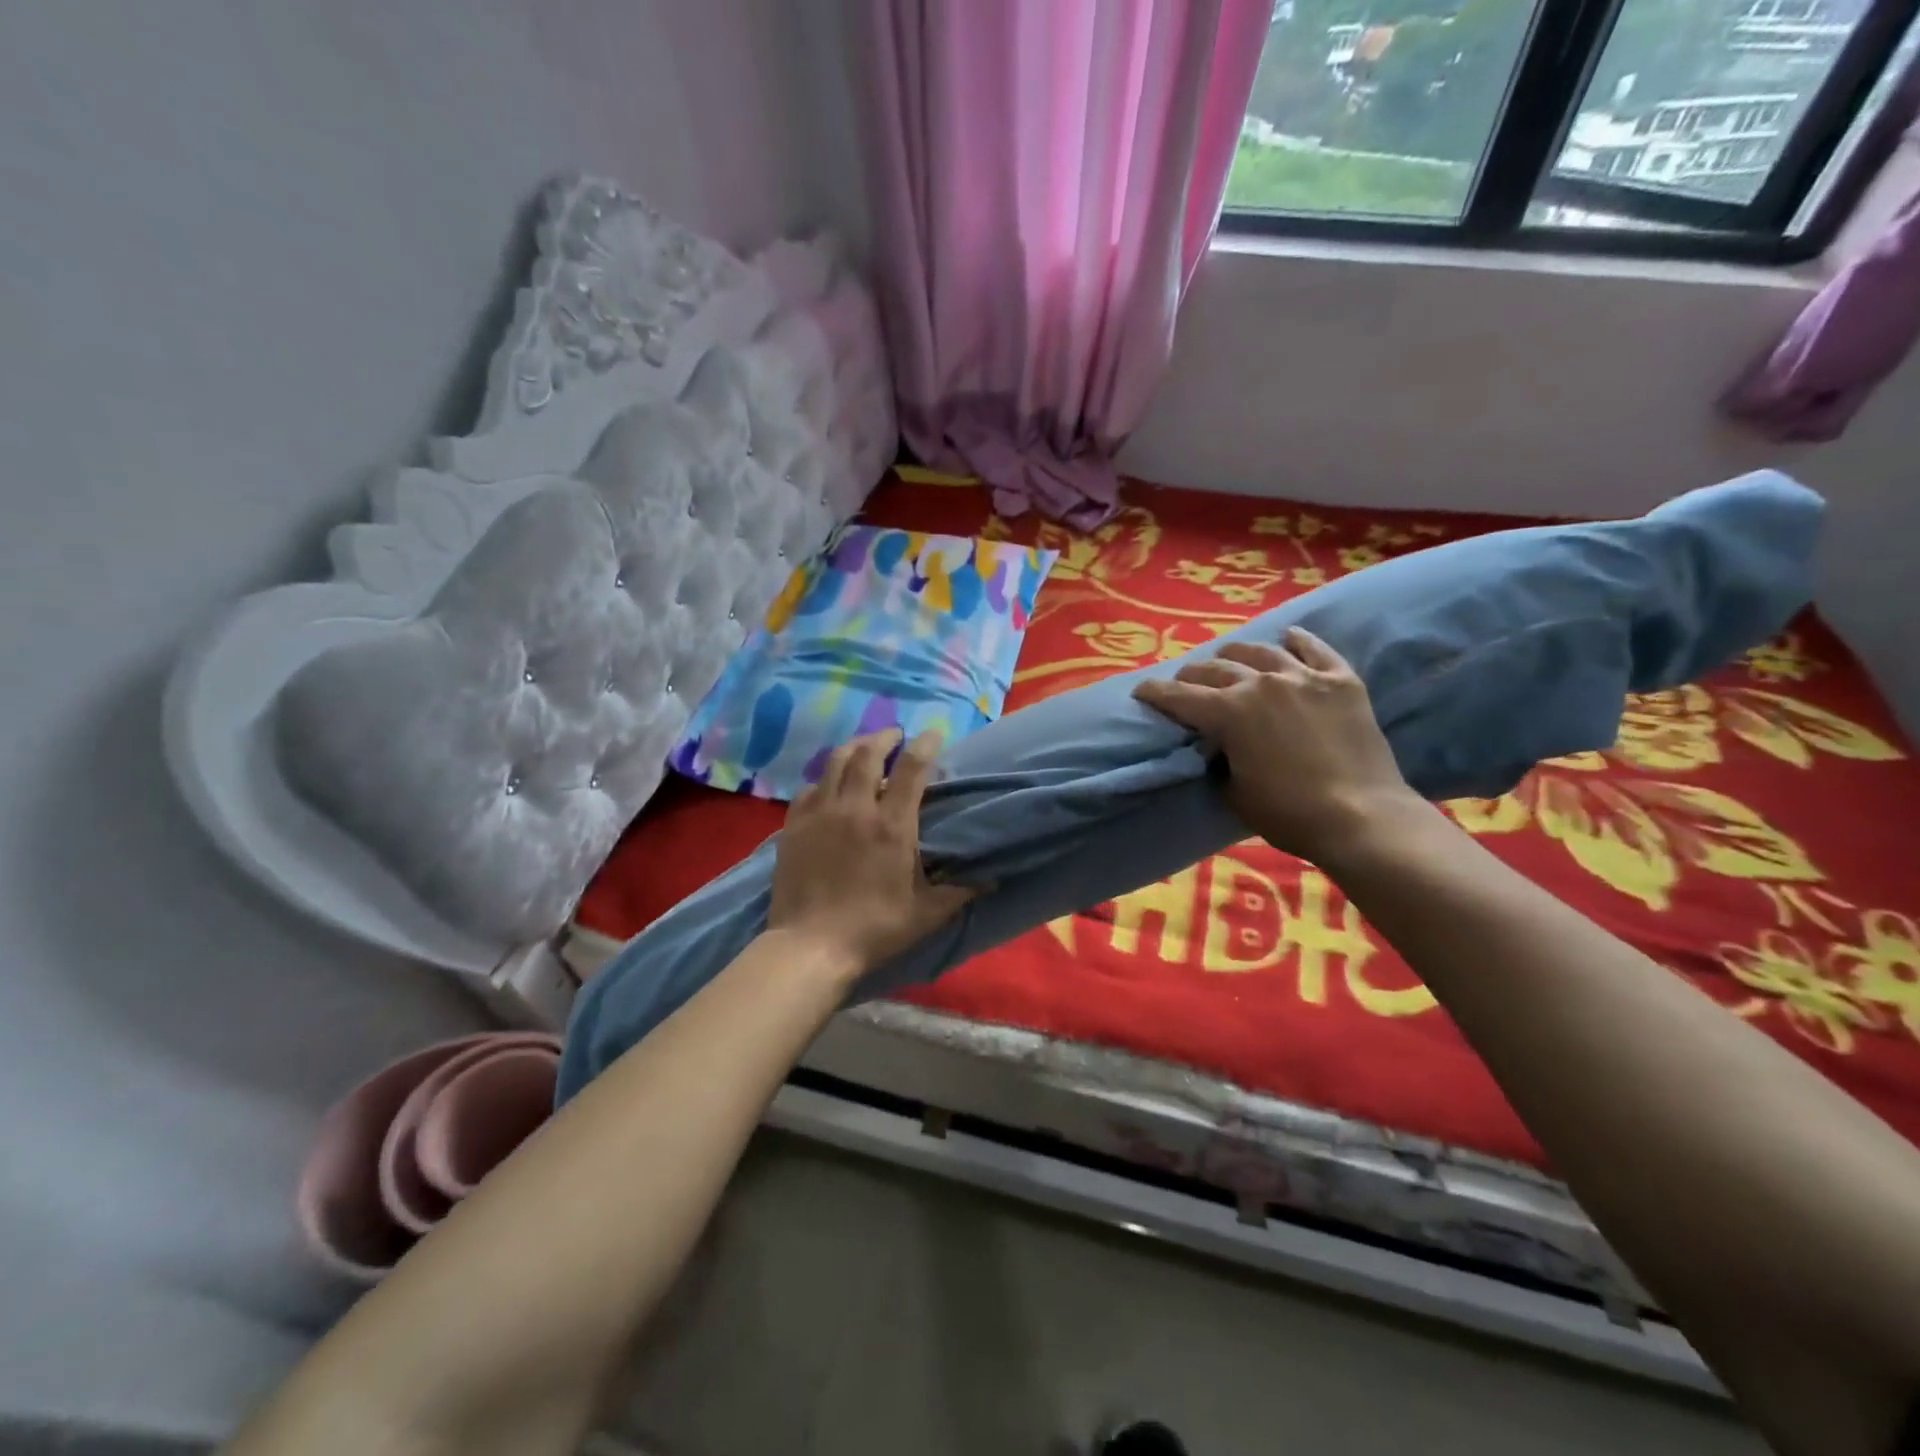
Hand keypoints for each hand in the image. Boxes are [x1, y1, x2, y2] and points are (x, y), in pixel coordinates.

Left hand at [768, 729, 976, 976]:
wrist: (811, 946)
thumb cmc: (874, 929)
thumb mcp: (926, 914)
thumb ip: (959, 892)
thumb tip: (991, 881)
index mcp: (893, 826)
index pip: (912, 769)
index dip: (925, 745)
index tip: (933, 734)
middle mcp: (856, 809)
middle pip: (868, 753)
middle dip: (885, 737)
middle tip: (895, 735)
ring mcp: (820, 814)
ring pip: (835, 762)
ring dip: (854, 747)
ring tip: (863, 747)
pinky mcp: (794, 825)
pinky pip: (809, 788)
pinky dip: (824, 779)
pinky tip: (829, 786)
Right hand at [1132, 627, 1418, 861]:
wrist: (1362, 817)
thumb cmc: (1289, 813)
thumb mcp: (1234, 793)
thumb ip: (1219, 761)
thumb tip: (1218, 747)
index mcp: (1229, 713)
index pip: (1178, 696)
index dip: (1154, 693)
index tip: (1141, 691)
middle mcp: (1261, 683)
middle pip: (1215, 668)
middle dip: (1191, 675)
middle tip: (1184, 683)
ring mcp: (1304, 677)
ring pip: (1260, 651)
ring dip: (1236, 654)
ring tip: (1228, 658)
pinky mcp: (1341, 681)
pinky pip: (1315, 649)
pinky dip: (1298, 641)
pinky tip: (1288, 637)